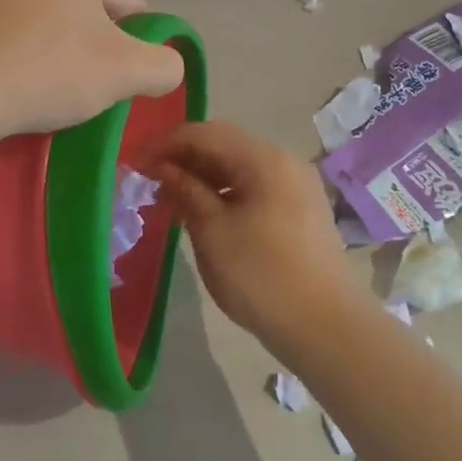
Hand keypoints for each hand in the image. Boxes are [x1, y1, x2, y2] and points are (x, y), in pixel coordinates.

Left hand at [0, 0, 183, 139]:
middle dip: (90, 46)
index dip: (131, 47)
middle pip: (85, 7)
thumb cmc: (46, 69)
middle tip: (78, 87)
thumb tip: (164, 65)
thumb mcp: (126, 72)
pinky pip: (10, 26)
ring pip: (47, 17)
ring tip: (42, 86)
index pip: (126, 4)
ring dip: (56, 49)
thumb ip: (165, 65)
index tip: (113, 81)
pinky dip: (20, 50)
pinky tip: (11, 79)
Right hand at [144, 120, 365, 346]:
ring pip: (239, 166)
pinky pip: (254, 186)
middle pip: (224, 145)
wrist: (326, 326)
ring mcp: (295, 185)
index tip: (135, 164)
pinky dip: (224, 192)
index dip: (166, 143)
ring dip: (202, 176)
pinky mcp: (299, 209)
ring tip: (170, 200)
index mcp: (264, 158)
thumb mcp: (212, 232)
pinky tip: (203, 213)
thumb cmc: (261, 276)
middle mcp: (284, 161)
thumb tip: (161, 167)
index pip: (205, 133)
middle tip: (149, 181)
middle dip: (183, 158)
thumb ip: (185, 191)